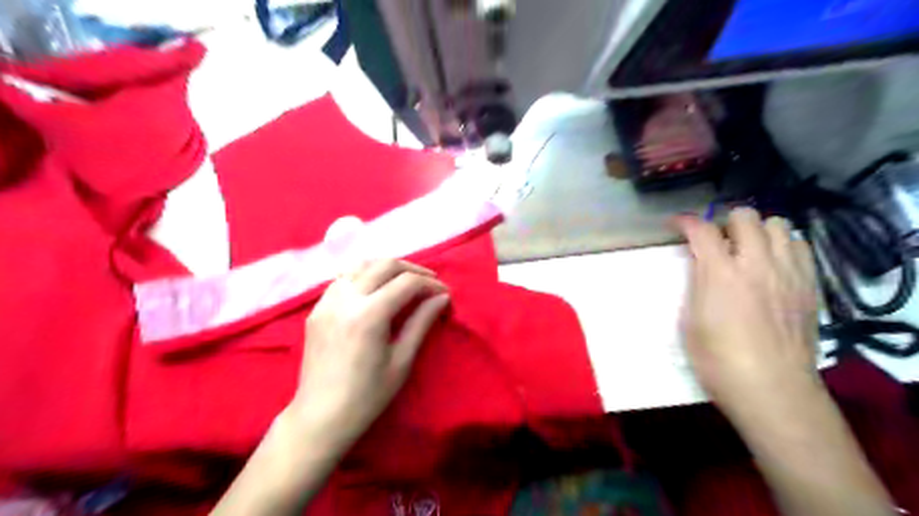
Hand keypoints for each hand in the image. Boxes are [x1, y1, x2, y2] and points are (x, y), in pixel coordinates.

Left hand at [285, 259, 446, 448]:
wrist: (320, 416)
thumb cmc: (367, 396)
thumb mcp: (402, 361)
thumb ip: (421, 322)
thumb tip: (442, 298)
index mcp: (368, 315)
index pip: (406, 283)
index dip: (430, 285)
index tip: (445, 294)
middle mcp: (345, 299)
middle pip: (384, 265)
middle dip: (413, 269)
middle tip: (430, 282)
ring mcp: (327, 301)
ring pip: (361, 265)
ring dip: (387, 267)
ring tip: (405, 280)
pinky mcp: (317, 308)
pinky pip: (343, 278)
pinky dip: (364, 275)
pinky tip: (375, 289)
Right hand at [674, 208, 818, 425]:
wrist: (771, 388)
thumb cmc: (717, 359)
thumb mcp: (690, 320)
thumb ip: (697, 284)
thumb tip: (701, 264)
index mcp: (720, 273)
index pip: (701, 229)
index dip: (684, 221)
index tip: (676, 225)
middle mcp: (756, 263)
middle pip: (744, 216)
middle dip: (724, 221)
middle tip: (715, 239)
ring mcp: (788, 272)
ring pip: (778, 224)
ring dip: (758, 231)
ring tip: (747, 248)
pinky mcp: (809, 285)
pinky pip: (800, 246)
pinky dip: (783, 246)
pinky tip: (772, 264)